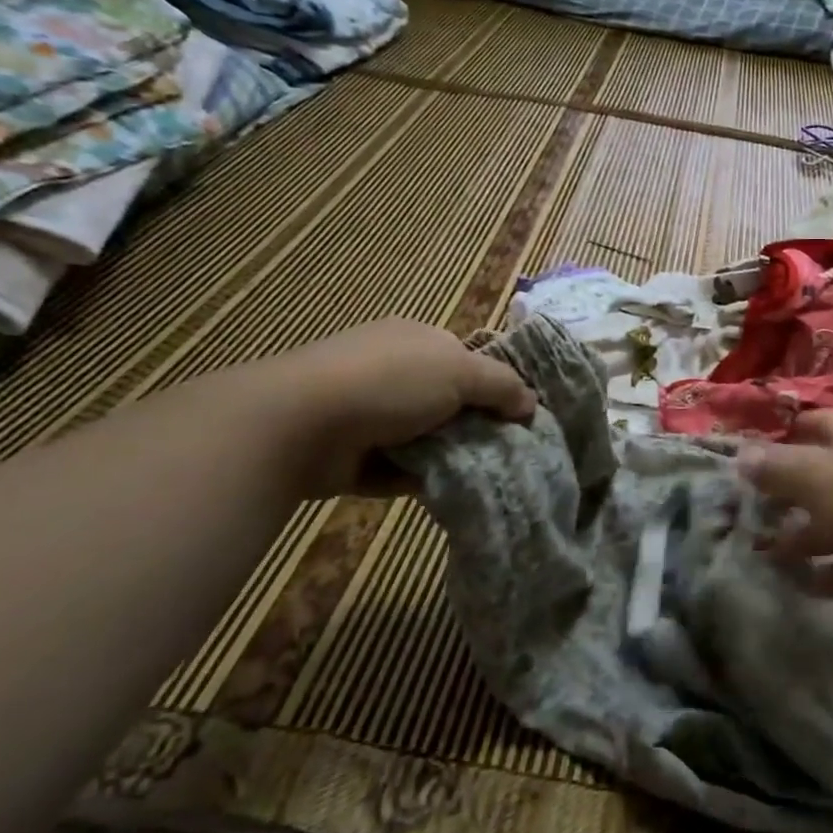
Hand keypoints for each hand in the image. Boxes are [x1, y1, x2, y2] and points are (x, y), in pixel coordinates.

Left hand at [255, 319, 534, 496]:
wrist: (300, 423)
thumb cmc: (389, 383)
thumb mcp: (460, 371)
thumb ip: (502, 385)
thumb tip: (532, 404)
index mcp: (418, 340)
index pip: (467, 361)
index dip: (495, 387)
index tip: (519, 418)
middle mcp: (394, 372)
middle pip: (450, 402)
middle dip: (476, 426)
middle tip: (507, 452)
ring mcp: (371, 414)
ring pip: (428, 438)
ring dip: (452, 456)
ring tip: (486, 477)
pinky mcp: (355, 454)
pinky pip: (402, 468)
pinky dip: (422, 479)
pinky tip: (450, 492)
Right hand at [739, 410, 832, 620]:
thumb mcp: (816, 478)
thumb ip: (777, 467)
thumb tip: (741, 453)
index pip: (814, 423)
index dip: (784, 435)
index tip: (752, 457)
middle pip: (823, 473)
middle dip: (789, 493)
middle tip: (755, 512)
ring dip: (805, 536)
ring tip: (770, 556)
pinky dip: (832, 570)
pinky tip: (807, 585)